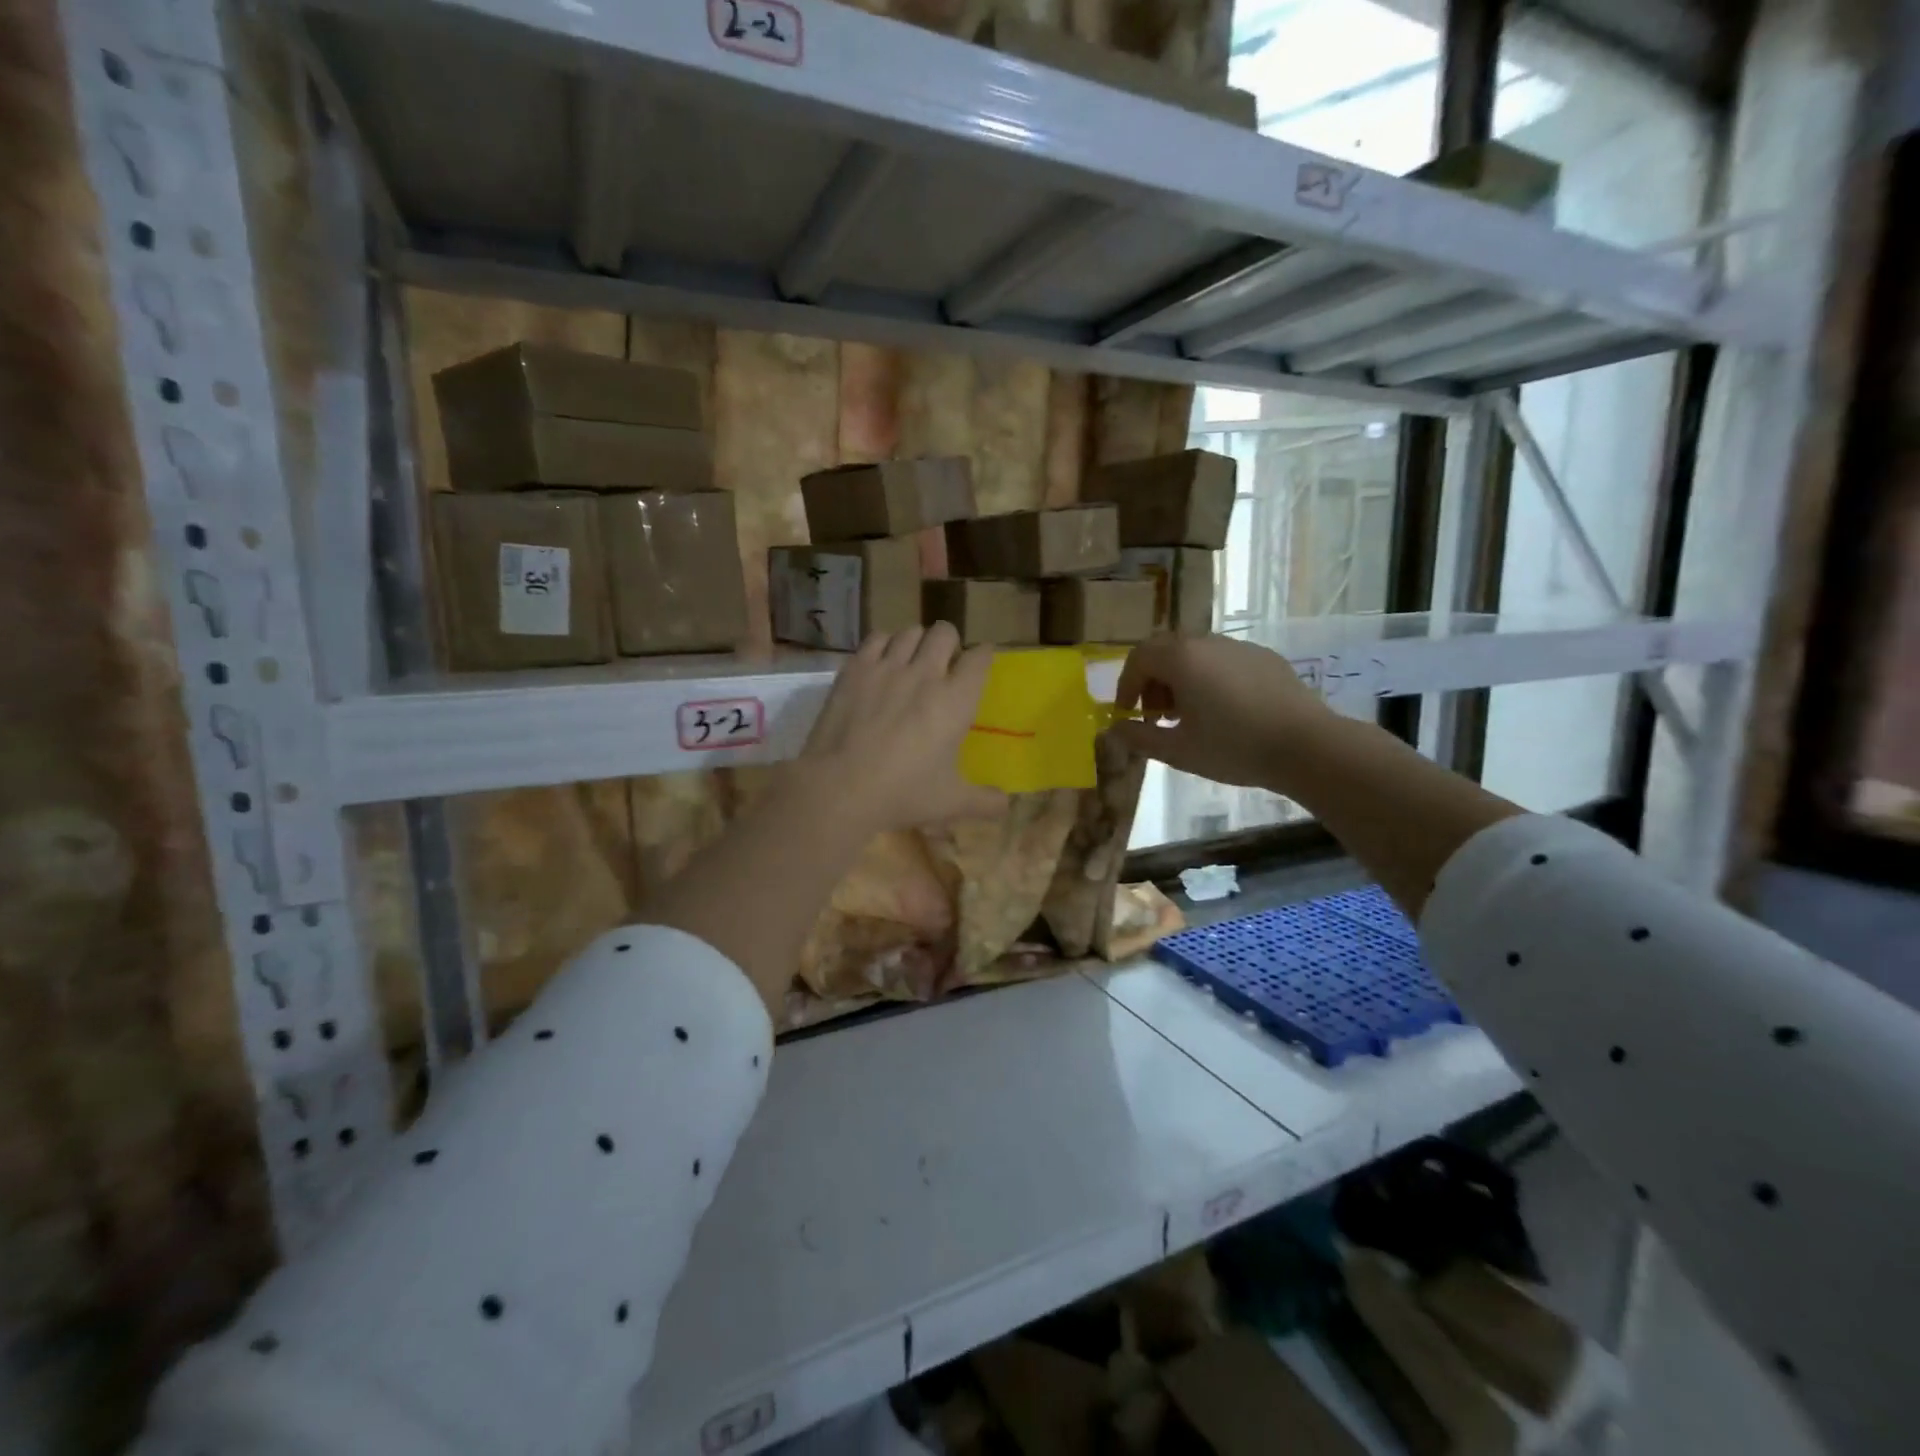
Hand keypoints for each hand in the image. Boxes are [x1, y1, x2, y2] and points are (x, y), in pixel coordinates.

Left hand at [801, 623, 1007, 832]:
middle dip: (949, 643)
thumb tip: (1007, 806)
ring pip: (910, 631)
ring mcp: (888, 667)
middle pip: (945, 632)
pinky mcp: (855, 669)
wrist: (840, 788)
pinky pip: (876, 638)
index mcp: (956, 701)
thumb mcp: (951, 803)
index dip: (983, 656)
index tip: (979, 663)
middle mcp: (926, 674)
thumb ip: (985, 802)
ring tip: (911, 661)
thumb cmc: (903, 793)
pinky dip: (884, 645)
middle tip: (943, 665)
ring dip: (917, 642)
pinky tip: (881, 663)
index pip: (980, 658)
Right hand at [1110, 632, 1332, 789]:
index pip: (1138, 658)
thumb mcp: (1178, 751)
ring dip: (1180, 678)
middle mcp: (1207, 642)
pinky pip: (1223, 660)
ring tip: (1188, 715)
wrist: (1307, 745)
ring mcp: (1238, 646)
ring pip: (1195, 653)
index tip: (1127, 713)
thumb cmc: (1234, 747)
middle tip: (1155, 714)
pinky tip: (1223, 710)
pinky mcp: (1264, 657)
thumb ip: (1140, 738)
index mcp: (1181, 658)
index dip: (1126, 685)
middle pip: (1164, 649)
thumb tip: (1115, 729)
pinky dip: (1208, 678)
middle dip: (1151, 679)